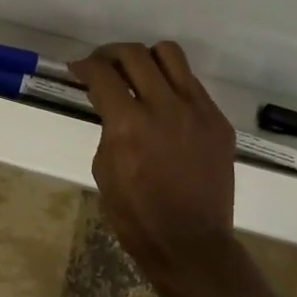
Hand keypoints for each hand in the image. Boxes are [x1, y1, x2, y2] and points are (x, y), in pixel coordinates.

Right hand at [71, 42, 237, 276]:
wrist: (190, 243)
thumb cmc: (135, 214)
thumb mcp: (104, 168)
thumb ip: (108, 126)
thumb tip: (110, 101)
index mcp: (129, 123)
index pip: (102, 73)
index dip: (84, 66)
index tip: (78, 69)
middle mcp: (165, 106)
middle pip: (135, 54)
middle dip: (111, 54)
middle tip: (103, 65)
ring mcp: (197, 111)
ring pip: (170, 55)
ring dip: (147, 58)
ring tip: (138, 74)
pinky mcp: (218, 121)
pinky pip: (193, 85)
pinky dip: (173, 85)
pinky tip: (165, 104)